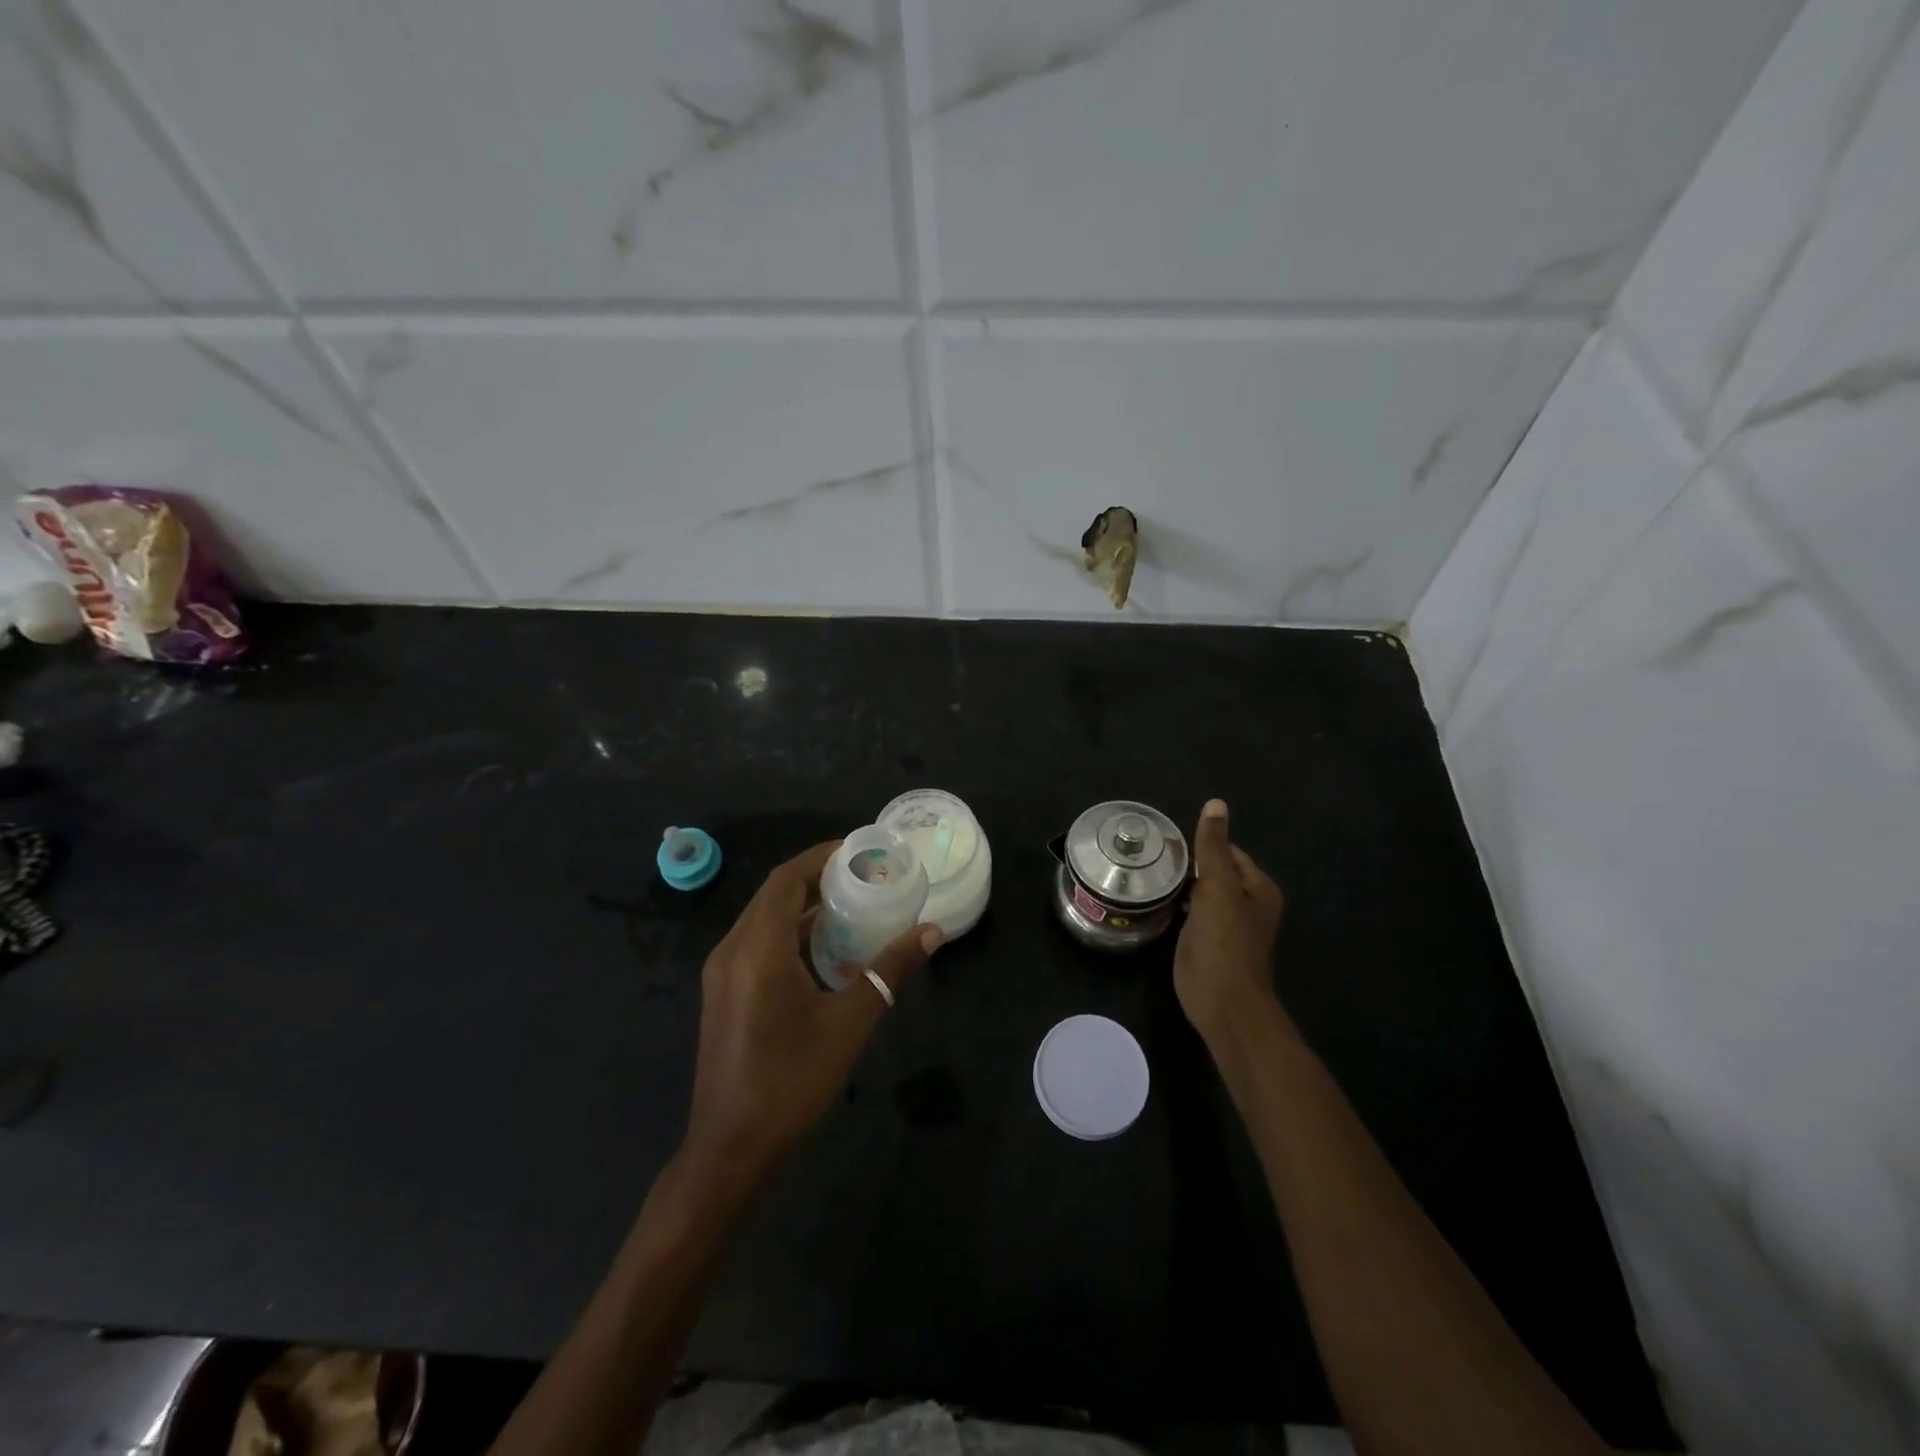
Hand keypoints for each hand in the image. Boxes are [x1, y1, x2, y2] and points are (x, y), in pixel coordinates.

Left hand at [682, 841, 940, 1184]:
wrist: (730, 1148)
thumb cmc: (791, 1080)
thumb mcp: (849, 1022)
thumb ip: (889, 971)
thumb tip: (931, 932)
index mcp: (758, 948)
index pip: (787, 879)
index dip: (821, 857)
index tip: (859, 850)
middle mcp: (733, 950)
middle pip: (774, 894)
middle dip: (816, 877)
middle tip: (863, 875)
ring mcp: (722, 973)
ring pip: (763, 918)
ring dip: (802, 905)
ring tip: (850, 903)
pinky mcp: (723, 994)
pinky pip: (757, 943)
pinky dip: (788, 931)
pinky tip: (823, 948)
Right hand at [1174, 800, 1284, 1043]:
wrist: (1222, 1000)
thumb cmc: (1224, 940)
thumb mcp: (1218, 886)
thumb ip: (1213, 846)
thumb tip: (1216, 803)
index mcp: (1258, 888)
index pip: (1229, 851)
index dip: (1202, 844)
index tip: (1167, 840)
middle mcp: (1246, 903)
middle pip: (1214, 870)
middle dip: (1188, 863)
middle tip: (1150, 854)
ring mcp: (1225, 924)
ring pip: (1200, 892)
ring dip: (1180, 883)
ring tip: (1146, 871)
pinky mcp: (1206, 941)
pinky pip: (1190, 912)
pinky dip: (1176, 904)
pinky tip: (1153, 898)